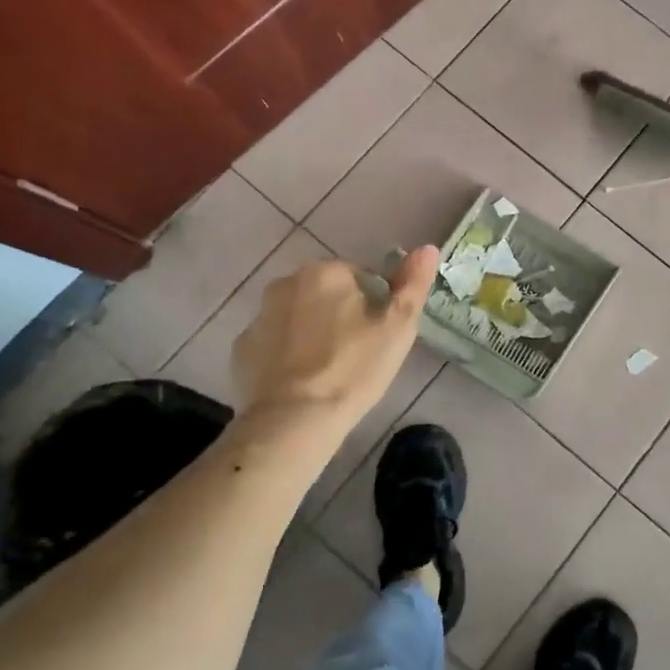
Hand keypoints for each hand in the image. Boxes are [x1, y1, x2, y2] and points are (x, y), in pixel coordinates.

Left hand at [231, 246, 439, 430]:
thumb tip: (428, 248)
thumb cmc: (354, 368)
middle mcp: (285, 284)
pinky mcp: (241, 350)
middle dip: (341, 315)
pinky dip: (287, 355)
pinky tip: (302, 382)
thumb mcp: (398, 327)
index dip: (376, 305)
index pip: (361, 277)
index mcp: (326, 272)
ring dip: (313, 332)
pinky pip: (273, 344)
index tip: (380, 335)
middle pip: (326, 293)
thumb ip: (413, 284)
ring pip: (298, 317)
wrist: (294, 421)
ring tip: (330, 370)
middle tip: (359, 352)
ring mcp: (258, 317)